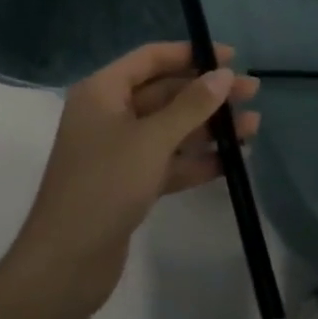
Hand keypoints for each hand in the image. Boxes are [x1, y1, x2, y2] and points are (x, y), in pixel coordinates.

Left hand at [9, 42, 259, 318]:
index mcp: (103, 91)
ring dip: (209, 127)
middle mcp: (109, 114)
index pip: (151, 58)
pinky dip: (197, 159)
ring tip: (253, 127)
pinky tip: (232, 160)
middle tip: (252, 93)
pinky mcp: (129, 183)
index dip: (191, 54)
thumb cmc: (104, 186)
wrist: (65, 265)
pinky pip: (168, 160)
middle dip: (208, 94)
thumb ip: (191, 105)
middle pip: (166, 92)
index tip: (231, 57)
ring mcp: (119, 150)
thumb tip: (224, 74)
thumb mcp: (152, 140)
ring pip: (171, 128)